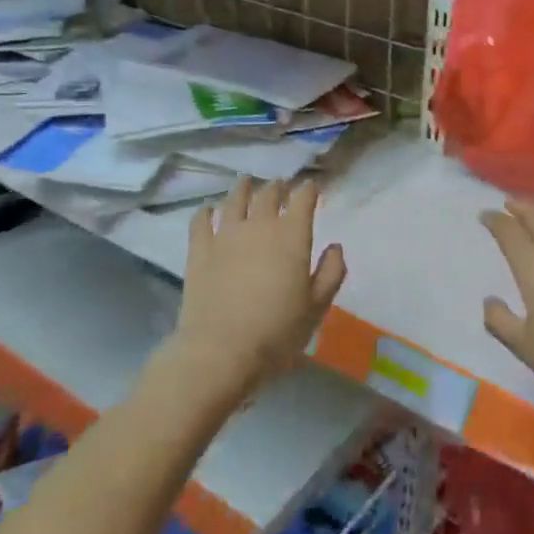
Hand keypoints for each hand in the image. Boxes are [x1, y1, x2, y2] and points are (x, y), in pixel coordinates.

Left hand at [165, 176, 346, 400]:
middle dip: (278, 187)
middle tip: (281, 186)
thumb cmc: (277, 332)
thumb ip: (331, 272)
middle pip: (269, 194)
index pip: (303, 199)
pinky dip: (206, 211)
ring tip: (247, 182)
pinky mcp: (199, 250)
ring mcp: (225, 235)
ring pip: (235, 199)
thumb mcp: (317, 307)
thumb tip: (335, 247)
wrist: (221, 351)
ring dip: (244, 188)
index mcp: (292, 235)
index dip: (309, 189)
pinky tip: (208, 209)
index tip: (313, 187)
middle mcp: (259, 225)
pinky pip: (201, 221)